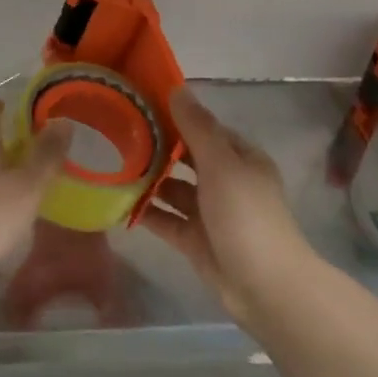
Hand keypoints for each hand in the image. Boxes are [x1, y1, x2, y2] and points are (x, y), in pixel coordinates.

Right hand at [138, 87, 314, 332]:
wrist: (266, 288)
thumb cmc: (246, 216)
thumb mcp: (222, 164)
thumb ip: (197, 128)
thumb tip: (178, 89)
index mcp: (240, 158)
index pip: (205, 128)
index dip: (176, 116)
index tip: (140, 106)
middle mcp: (226, 181)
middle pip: (187, 158)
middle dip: (158, 148)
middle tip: (116, 134)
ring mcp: (210, 213)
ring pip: (174, 189)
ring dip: (148, 179)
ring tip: (111, 165)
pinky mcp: (195, 240)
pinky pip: (166, 219)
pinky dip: (146, 212)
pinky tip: (117, 202)